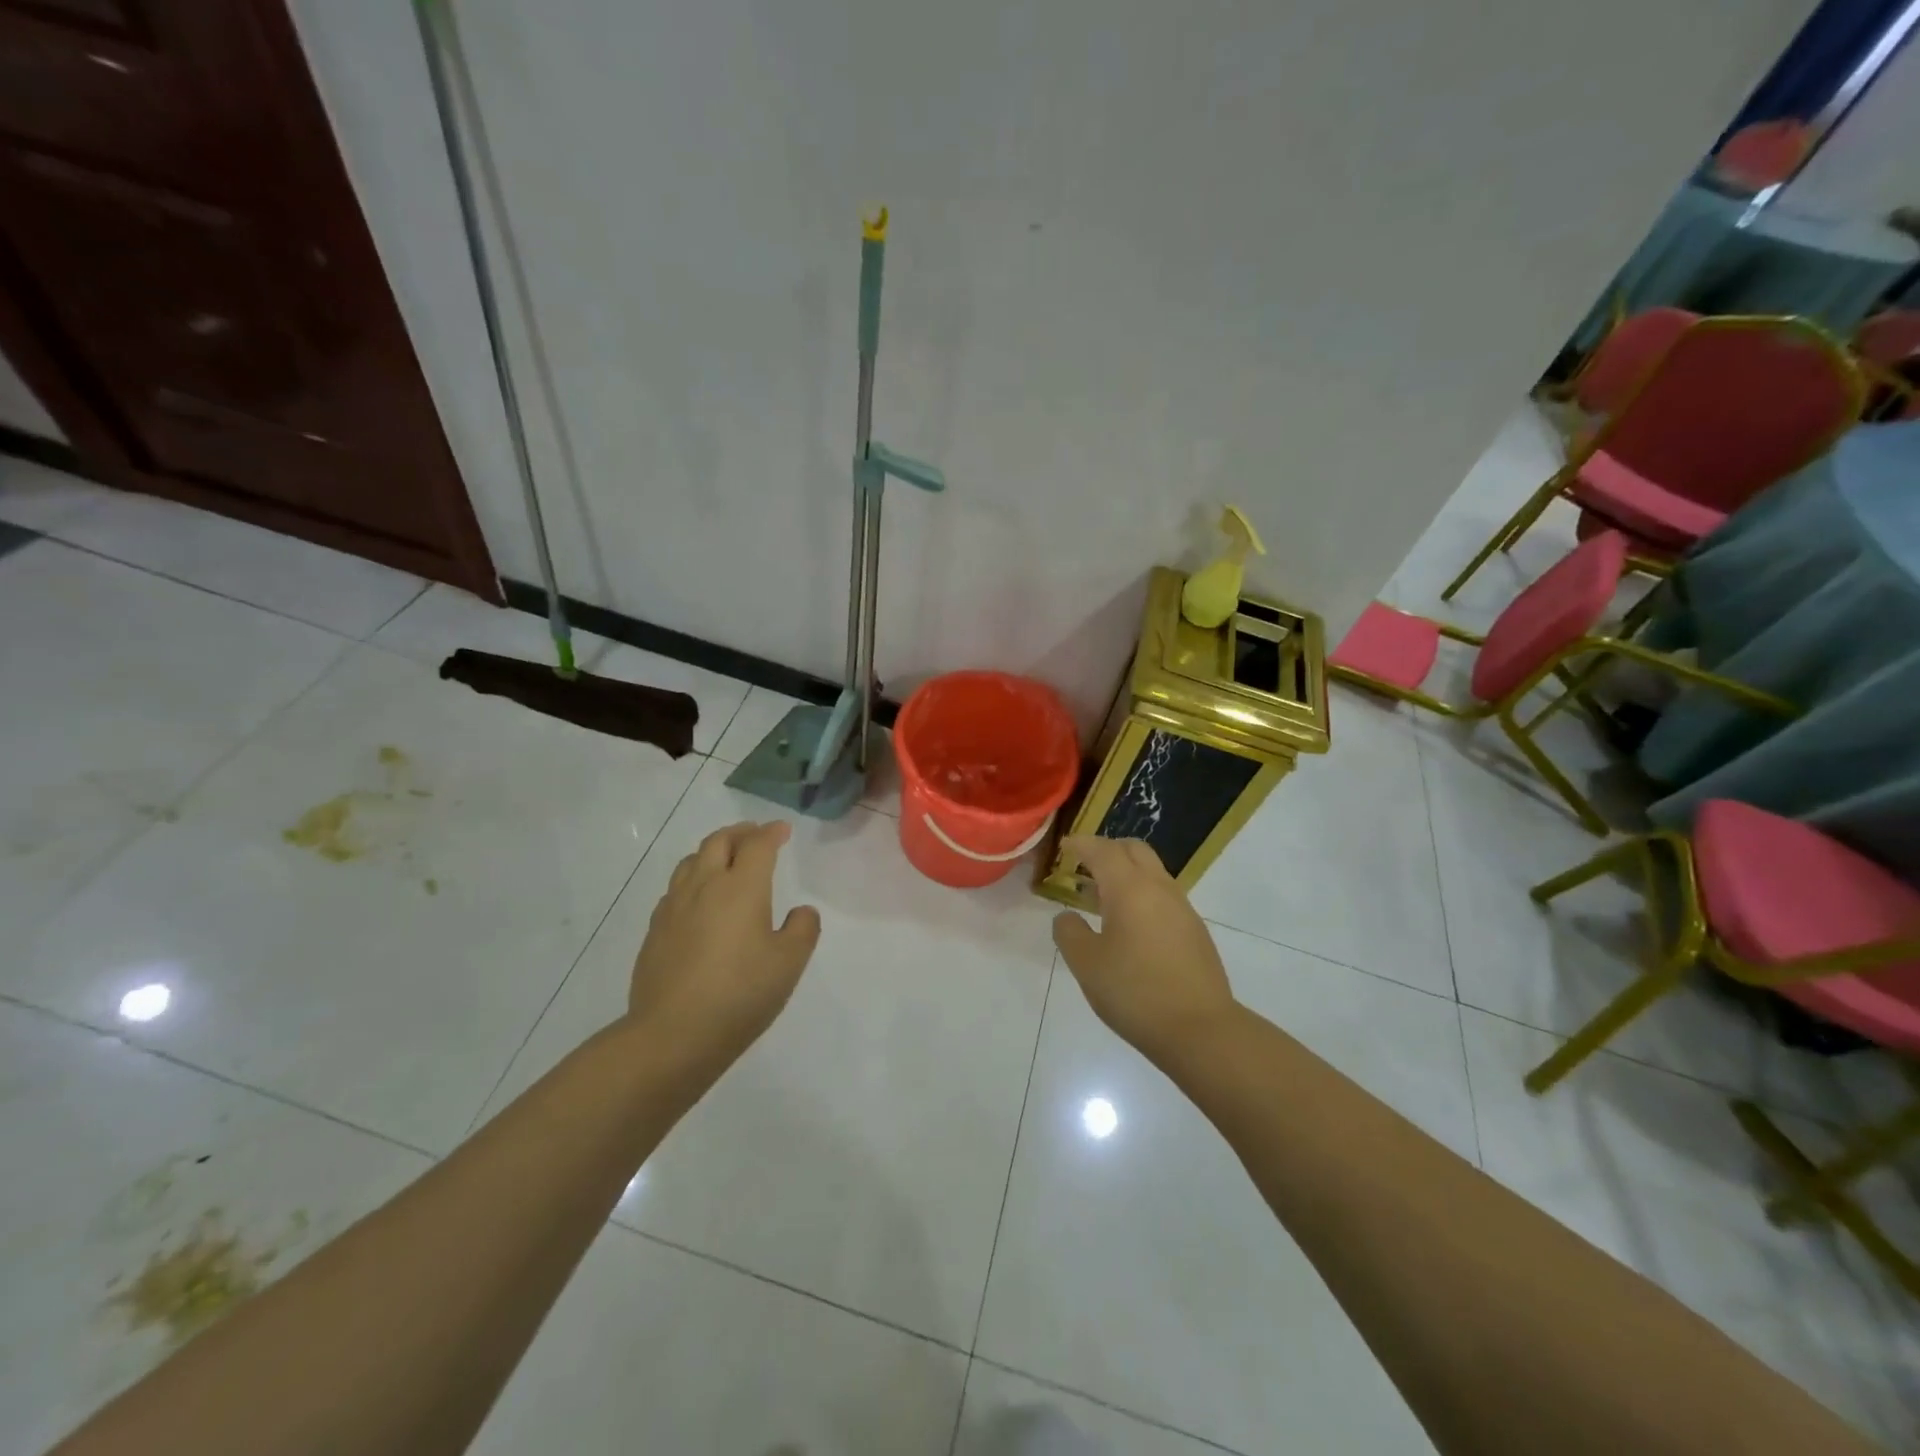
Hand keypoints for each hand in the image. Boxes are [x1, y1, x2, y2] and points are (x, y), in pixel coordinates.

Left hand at [629, 821, 821, 1067]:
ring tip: (725, 858)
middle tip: (755, 834)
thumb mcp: (789, 963)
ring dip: (712, 850)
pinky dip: (693, 879)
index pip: (757, 845)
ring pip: (691, 861)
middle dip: (740, 833)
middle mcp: (705, 886)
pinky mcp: (655, 930)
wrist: (672, 1034)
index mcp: (741, 887)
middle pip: (718, 842)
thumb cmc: (740, 994)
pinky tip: (698, 899)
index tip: (783, 830)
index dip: (772, 833)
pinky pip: (676, 888)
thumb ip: (803, 929)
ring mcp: (674, 907)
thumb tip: (800, 911)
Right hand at [1051, 836, 1236, 1062]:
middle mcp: (1159, 888)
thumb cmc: (1135, 992)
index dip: (1081, 844)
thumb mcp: (1086, 964)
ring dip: (1126, 873)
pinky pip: (1163, 896)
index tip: (1064, 847)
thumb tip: (1067, 916)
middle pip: (1134, 850)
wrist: (1201, 1029)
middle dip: (1108, 850)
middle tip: (1084, 865)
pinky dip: (1142, 894)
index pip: (1103, 850)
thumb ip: (1069, 932)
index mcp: (1130, 888)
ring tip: (1102, 898)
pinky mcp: (1195, 930)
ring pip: (1152, 872)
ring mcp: (1182, 908)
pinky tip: (1130, 925)